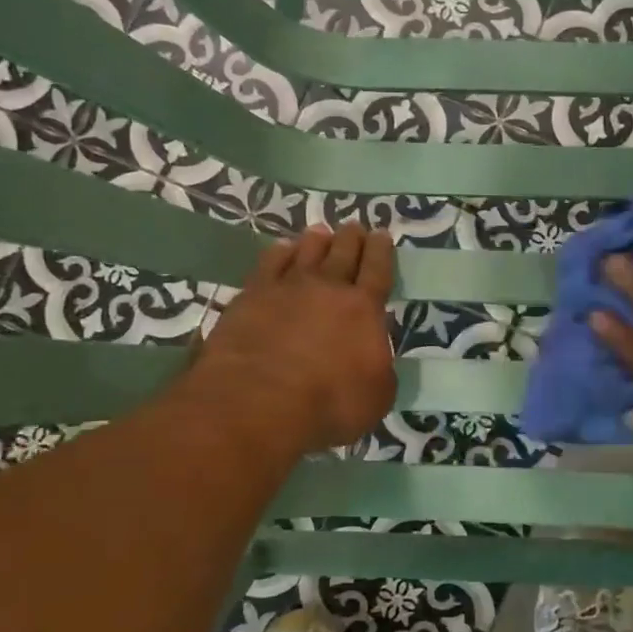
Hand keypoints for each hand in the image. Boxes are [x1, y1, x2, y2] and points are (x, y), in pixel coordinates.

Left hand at [190, 223, 396, 451]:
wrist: (259, 401)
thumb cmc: (328, 405)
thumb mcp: (377, 396)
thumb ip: (380, 367)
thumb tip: (375, 352)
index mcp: (364, 310)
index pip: (377, 271)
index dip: (381, 251)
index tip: (381, 234)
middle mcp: (328, 289)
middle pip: (343, 254)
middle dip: (351, 238)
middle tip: (354, 226)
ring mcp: (286, 288)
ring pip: (306, 252)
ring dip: (316, 240)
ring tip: (320, 231)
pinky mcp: (251, 296)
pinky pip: (269, 264)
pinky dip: (279, 253)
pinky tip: (281, 249)